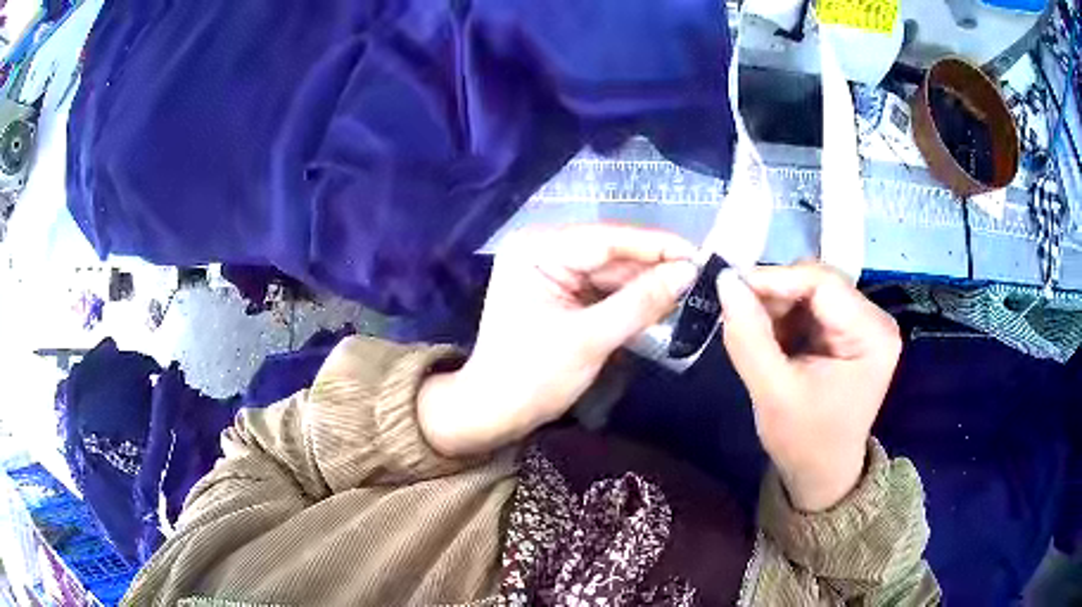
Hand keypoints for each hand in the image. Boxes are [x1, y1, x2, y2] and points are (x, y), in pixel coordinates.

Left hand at [419, 224, 698, 456]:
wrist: (494, 412)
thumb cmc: (533, 377)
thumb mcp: (590, 339)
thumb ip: (641, 302)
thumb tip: (689, 272)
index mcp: (537, 249)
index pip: (607, 239)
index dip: (657, 246)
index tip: (700, 255)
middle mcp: (542, 248)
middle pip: (611, 253)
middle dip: (655, 268)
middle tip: (702, 279)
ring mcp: (550, 269)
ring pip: (611, 271)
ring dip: (646, 284)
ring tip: (690, 292)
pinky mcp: (559, 291)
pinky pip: (602, 288)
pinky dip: (630, 298)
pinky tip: (661, 304)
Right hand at [717, 263, 901, 511]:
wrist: (821, 474)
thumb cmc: (803, 442)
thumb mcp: (773, 393)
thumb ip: (748, 336)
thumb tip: (725, 281)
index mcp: (871, 335)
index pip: (822, 282)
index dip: (774, 278)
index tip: (730, 286)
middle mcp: (874, 320)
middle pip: (818, 281)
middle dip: (774, 294)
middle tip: (736, 310)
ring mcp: (863, 323)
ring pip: (810, 290)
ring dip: (776, 305)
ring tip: (752, 330)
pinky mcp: (848, 331)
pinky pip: (810, 305)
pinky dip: (784, 315)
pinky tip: (769, 336)